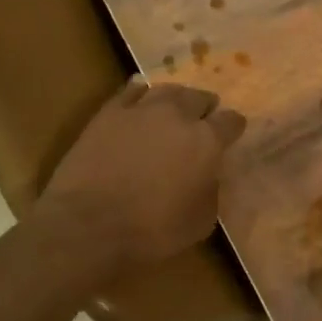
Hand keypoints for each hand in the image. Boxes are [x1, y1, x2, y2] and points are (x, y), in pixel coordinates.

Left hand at [35, 78, 246, 275]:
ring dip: (175, 99)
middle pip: (199, 97)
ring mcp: (141, 108)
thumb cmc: (151, 231)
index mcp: (206, 141)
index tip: (231, 134)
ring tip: (172, 109)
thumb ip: (211, 191)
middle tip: (202, 121)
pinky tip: (140, 102)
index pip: (231, 121)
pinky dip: (140, 95)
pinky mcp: (109, 111)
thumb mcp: (200, 222)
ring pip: (167, 89)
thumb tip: (207, 176)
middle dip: (205, 108)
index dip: (233, 127)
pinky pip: (131, 90)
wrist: (88, 225)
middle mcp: (177, 115)